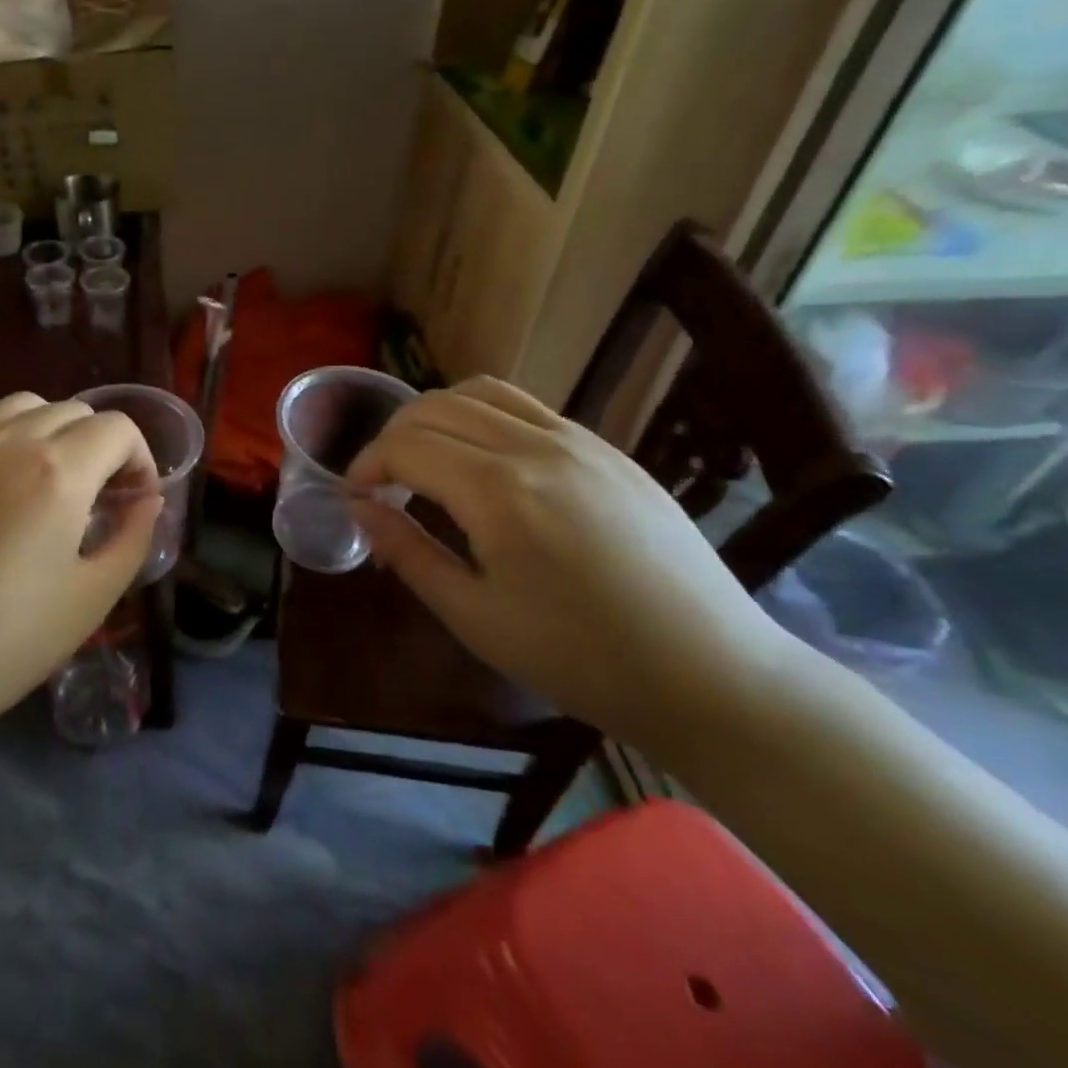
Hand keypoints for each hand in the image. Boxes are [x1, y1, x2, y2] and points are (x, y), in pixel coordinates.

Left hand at [0, 392, 162, 744]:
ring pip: (25, 408)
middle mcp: (10, 443)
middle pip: (73, 410)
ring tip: (56, 483)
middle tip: (102, 497)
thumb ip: (132, 539)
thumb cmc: (4, 643)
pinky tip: (6, 497)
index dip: (141, 458)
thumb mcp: (91, 599)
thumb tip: (147, 501)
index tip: (136, 500)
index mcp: (58, 471)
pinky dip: (13, 441)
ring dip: (55, 431)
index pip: (116, 428)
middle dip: (102, 444)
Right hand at [346, 376, 798, 750]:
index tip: (355, 497)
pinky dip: (483, 415)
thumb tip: (359, 507)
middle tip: (382, 482)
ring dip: (436, 415)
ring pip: (481, 392)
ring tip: (426, 459)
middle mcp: (536, 447)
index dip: (366, 465)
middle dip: (392, 436)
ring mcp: (579, 441)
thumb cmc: (581, 659)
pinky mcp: (608, 450)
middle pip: (435, 407)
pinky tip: (484, 461)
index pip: (406, 446)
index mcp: (498, 491)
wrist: (712, 676)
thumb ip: (407, 552)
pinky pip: (527, 407)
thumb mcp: (475, 617)